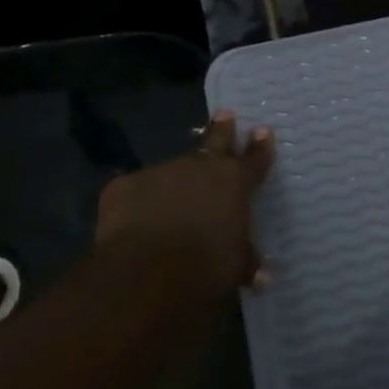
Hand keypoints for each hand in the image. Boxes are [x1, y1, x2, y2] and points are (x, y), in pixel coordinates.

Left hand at [94, 111, 273, 300]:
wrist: (145, 271)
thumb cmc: (205, 267)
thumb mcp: (235, 267)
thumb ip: (247, 262)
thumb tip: (264, 275)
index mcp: (233, 181)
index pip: (254, 159)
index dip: (260, 147)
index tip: (263, 131)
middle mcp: (199, 167)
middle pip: (215, 141)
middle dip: (222, 128)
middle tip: (225, 113)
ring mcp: (160, 171)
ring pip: (173, 170)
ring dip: (176, 179)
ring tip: (173, 196)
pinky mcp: (125, 185)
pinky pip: (137, 191)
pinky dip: (140, 202)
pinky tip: (136, 220)